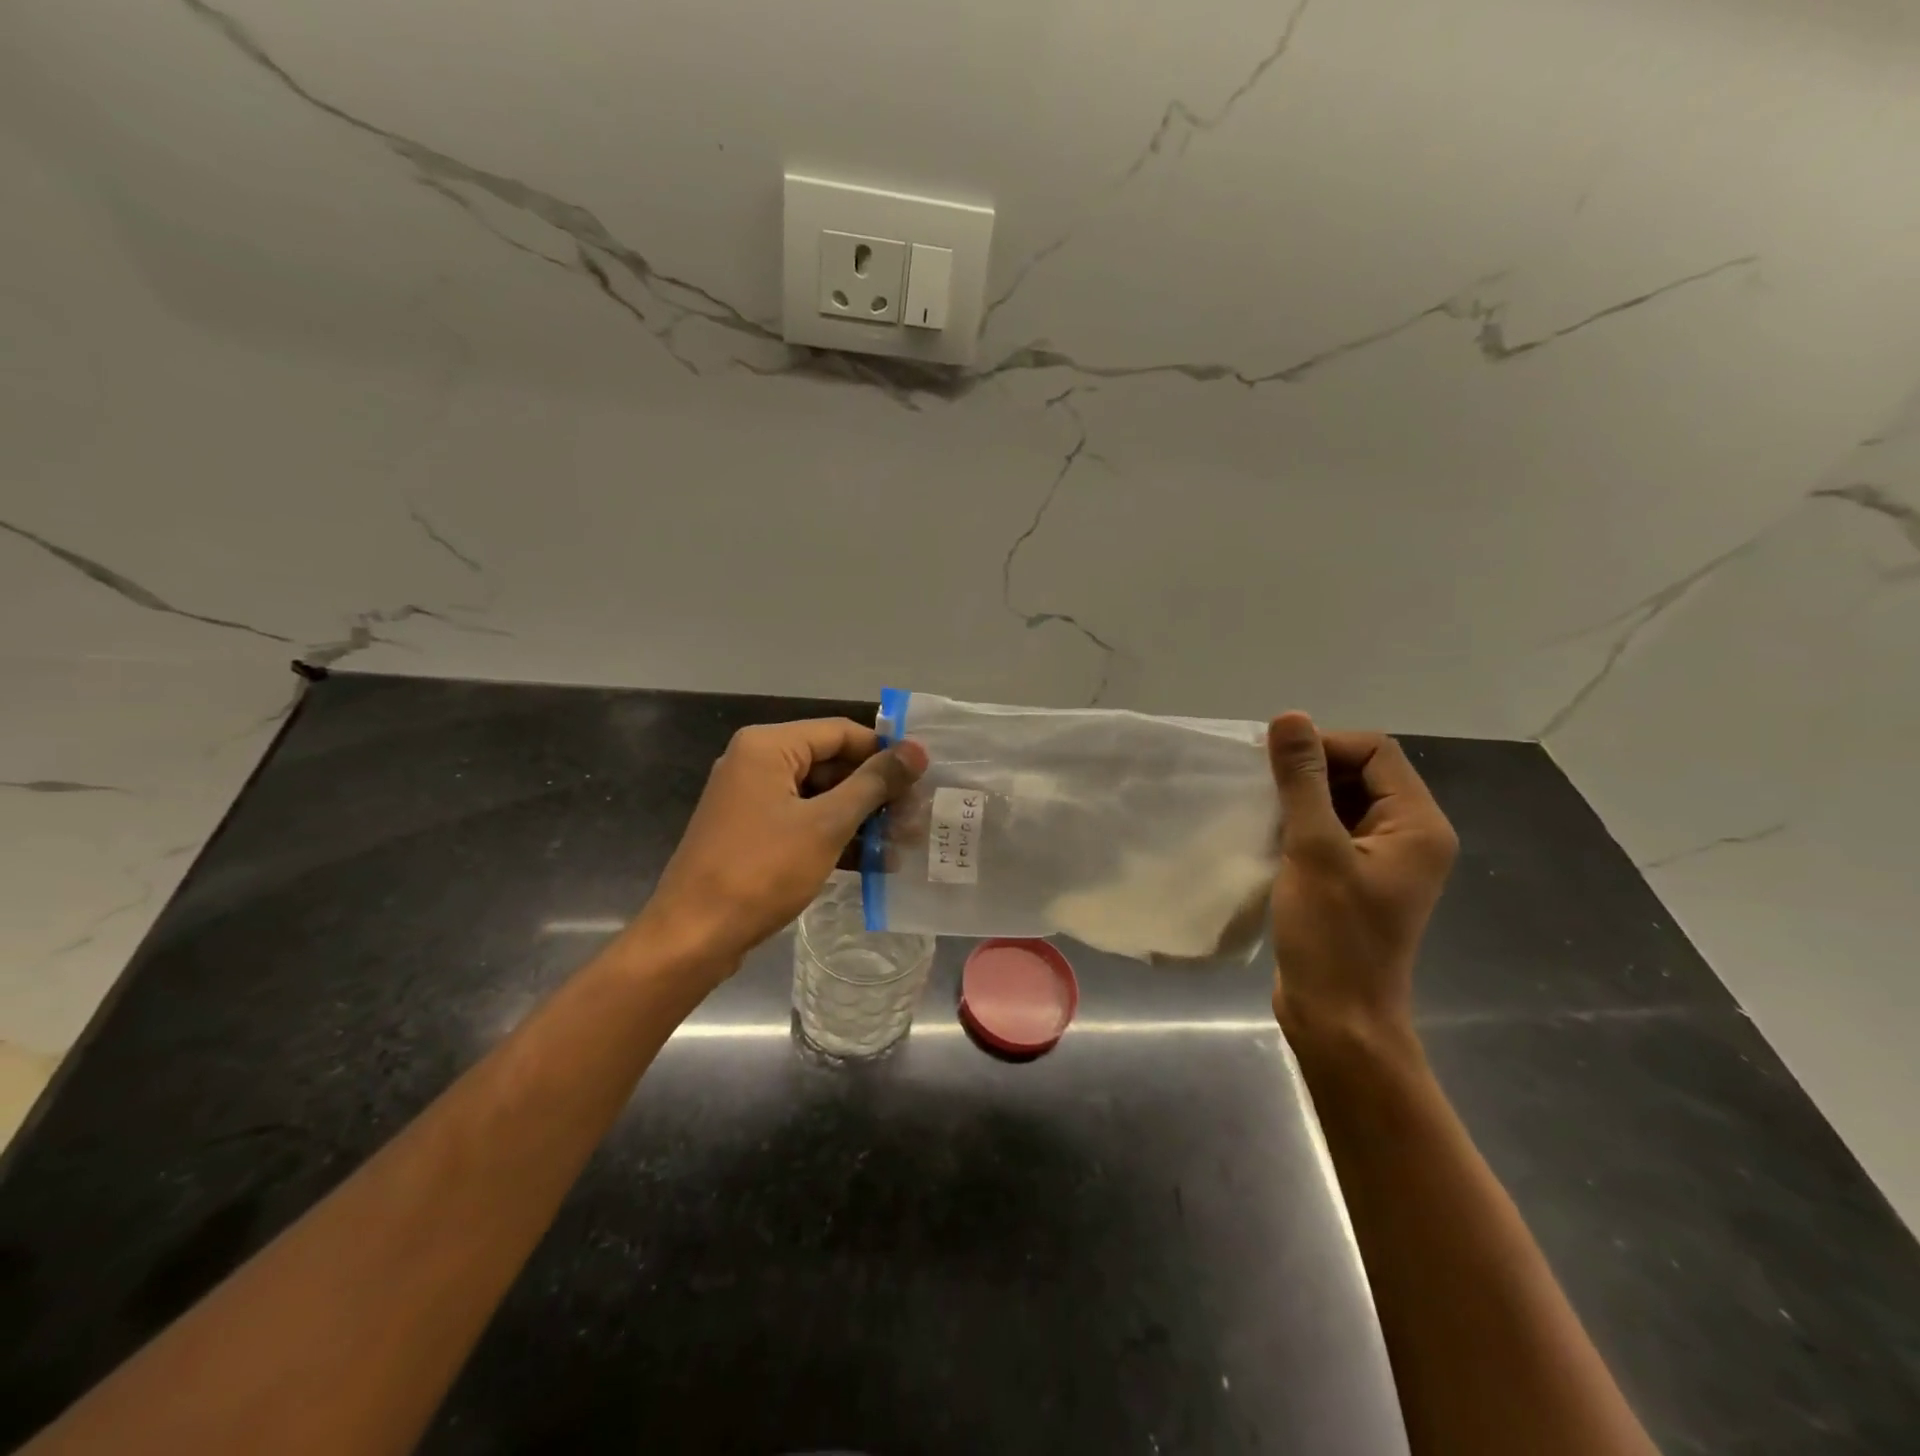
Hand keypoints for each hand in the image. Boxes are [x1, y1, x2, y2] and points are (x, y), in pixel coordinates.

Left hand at [636, 718, 926, 965]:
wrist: (693, 936)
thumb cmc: (762, 870)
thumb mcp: (827, 824)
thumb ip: (874, 783)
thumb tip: (917, 750)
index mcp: (768, 746)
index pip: (841, 732)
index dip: (884, 753)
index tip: (923, 778)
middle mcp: (756, 762)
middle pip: (831, 763)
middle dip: (875, 791)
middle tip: (916, 817)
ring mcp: (752, 799)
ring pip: (819, 795)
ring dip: (860, 818)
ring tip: (903, 843)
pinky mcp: (752, 832)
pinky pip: (803, 821)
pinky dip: (835, 836)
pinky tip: (873, 862)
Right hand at [1265, 712, 1457, 1049]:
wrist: (1337, 1018)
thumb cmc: (1332, 935)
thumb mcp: (1314, 850)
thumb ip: (1302, 781)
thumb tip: (1290, 718)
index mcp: (1417, 825)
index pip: (1375, 751)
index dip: (1325, 747)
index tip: (1276, 768)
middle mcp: (1409, 836)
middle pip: (1361, 773)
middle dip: (1310, 771)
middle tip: (1262, 788)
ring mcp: (1382, 860)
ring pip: (1341, 802)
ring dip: (1301, 798)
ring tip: (1261, 810)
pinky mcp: (1354, 879)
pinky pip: (1330, 831)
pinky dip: (1300, 824)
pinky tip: (1268, 835)